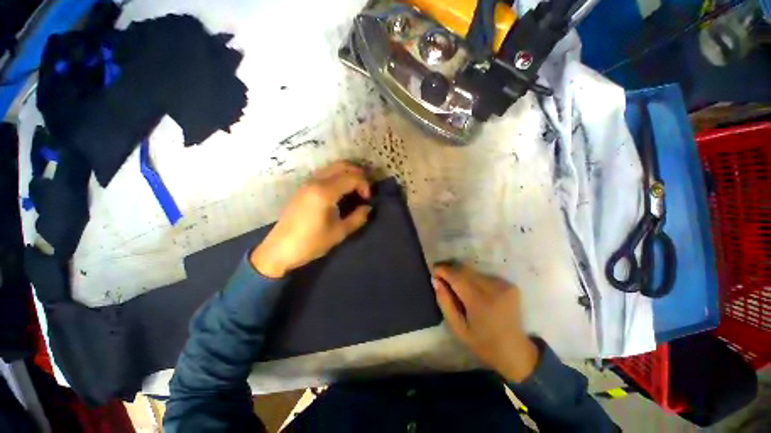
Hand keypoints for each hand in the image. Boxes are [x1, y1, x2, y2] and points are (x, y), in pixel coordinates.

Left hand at [250, 161, 371, 277]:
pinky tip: (341, 190)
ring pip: (332, 167)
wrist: (279, 249)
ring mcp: (307, 183)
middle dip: (358, 174)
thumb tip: (368, 208)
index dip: (364, 185)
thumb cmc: (310, 243)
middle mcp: (315, 182)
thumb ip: (357, 218)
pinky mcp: (303, 188)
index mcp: (325, 192)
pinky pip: (324, 173)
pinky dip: (337, 176)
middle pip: (342, 166)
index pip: (351, 177)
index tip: (368, 199)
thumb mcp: (339, 233)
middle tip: (365, 189)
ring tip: (356, 188)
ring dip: (347, 173)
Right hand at [432, 263, 539, 382]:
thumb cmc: (483, 344)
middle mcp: (494, 289)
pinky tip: (474, 292)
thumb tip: (435, 280)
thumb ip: (445, 303)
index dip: (443, 271)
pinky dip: (475, 280)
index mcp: (480, 303)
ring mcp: (504, 286)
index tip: (434, 271)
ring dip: (463, 276)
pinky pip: (484, 277)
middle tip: (442, 278)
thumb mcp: (458, 328)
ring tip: (457, 288)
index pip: (457, 277)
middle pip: (465, 271)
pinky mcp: (510, 285)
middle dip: (451, 272)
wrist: (516, 352)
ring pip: (474, 273)